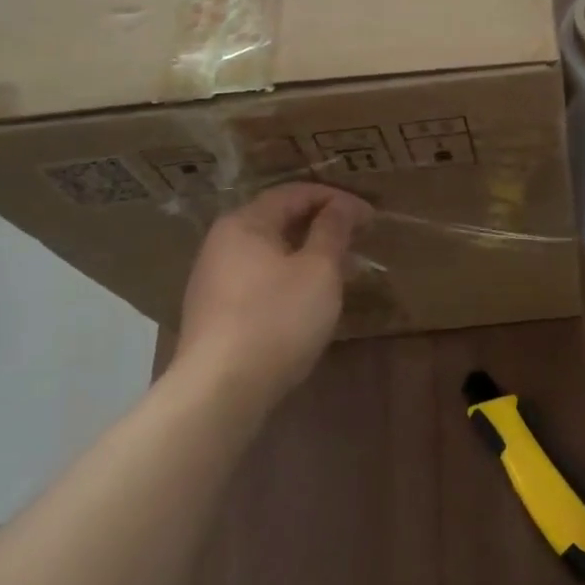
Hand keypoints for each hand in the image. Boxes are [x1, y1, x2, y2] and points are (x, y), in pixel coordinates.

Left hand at [174, 183, 372, 401]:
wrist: (220, 390)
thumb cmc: (276, 318)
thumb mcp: (318, 270)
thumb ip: (332, 231)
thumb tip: (342, 206)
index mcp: (245, 223)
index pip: (295, 194)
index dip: (337, 199)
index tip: (371, 216)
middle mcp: (222, 244)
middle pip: (279, 221)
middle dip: (323, 226)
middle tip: (359, 240)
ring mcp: (214, 280)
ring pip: (271, 253)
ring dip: (309, 255)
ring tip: (343, 271)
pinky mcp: (216, 313)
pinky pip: (261, 280)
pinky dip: (291, 278)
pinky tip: (311, 300)